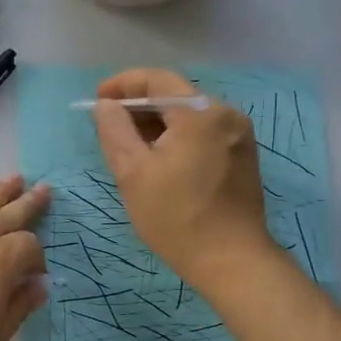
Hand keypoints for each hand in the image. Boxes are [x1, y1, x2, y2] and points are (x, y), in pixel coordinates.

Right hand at [92, 67, 275, 292]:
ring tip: (130, 146)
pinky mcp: (242, 155)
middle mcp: (226, 113)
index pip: (156, 79)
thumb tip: (106, 106)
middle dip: (138, 106)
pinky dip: (177, 136)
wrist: (232, 262)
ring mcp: (239, 135)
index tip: (97, 100)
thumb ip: (114, 130)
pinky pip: (203, 131)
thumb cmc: (176, 217)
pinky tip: (160, 159)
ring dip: (157, 123)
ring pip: (189, 114)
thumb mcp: (132, 172)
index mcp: (200, 112)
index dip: (122, 84)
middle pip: (174, 94)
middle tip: (109, 128)